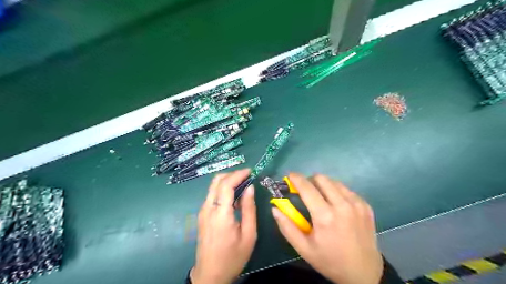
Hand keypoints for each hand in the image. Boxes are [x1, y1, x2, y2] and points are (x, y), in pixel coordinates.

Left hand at [194, 169, 257, 283]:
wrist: (210, 275)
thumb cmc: (232, 257)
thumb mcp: (248, 235)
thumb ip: (249, 209)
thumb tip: (250, 188)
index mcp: (220, 214)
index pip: (226, 185)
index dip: (238, 174)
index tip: (250, 171)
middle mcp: (208, 209)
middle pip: (216, 181)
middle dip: (232, 174)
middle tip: (247, 176)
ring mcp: (202, 211)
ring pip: (213, 186)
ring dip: (227, 180)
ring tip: (242, 184)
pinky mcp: (202, 215)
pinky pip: (212, 195)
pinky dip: (223, 189)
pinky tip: (234, 196)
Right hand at [273, 173, 383, 283]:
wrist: (365, 272)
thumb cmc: (330, 261)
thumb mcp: (304, 249)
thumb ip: (287, 227)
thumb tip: (275, 208)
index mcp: (325, 217)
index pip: (307, 188)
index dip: (296, 178)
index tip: (290, 175)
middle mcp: (342, 205)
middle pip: (321, 179)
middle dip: (310, 181)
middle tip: (305, 191)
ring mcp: (357, 204)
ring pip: (334, 182)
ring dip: (323, 186)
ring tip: (321, 199)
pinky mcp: (365, 205)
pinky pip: (346, 190)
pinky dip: (337, 192)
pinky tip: (336, 206)